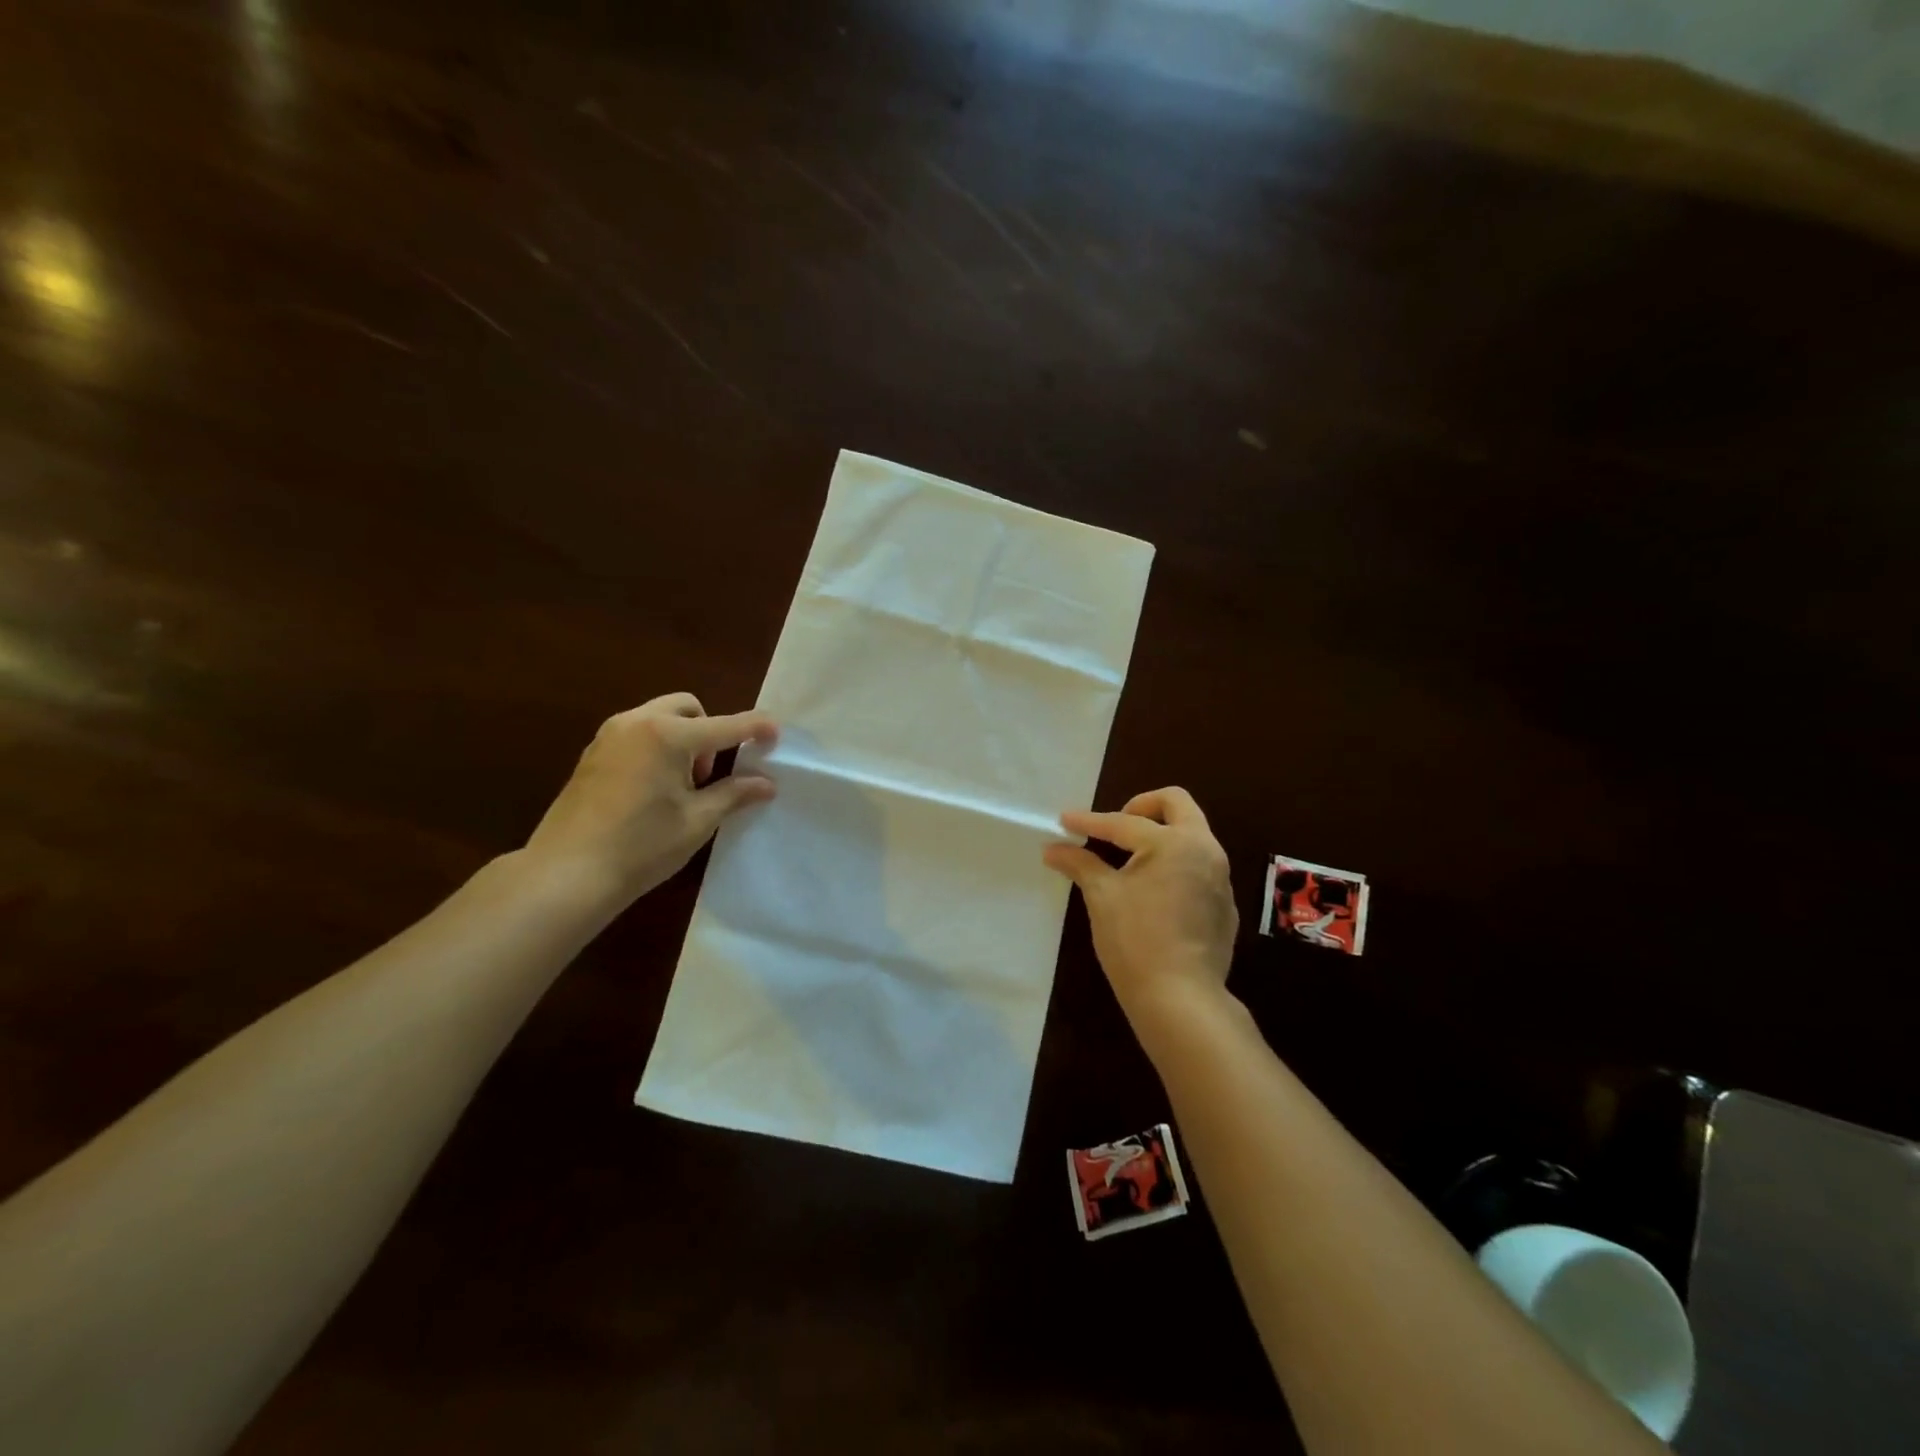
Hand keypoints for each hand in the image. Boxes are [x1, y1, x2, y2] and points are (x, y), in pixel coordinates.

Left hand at [524, 693, 777, 905]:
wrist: (566, 873)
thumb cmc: (641, 846)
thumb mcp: (697, 821)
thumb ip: (734, 794)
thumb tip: (767, 784)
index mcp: (668, 735)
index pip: (726, 725)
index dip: (756, 727)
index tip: (777, 734)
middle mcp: (638, 723)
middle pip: (688, 708)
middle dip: (709, 731)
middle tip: (707, 774)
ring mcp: (610, 736)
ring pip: (659, 718)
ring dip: (682, 738)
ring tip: (680, 785)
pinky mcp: (593, 753)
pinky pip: (637, 733)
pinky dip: (657, 747)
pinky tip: (653, 789)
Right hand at [1044, 787, 1237, 1028]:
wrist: (1181, 1000)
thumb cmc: (1135, 941)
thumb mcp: (1102, 897)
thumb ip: (1080, 864)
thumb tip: (1053, 849)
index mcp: (1175, 842)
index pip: (1124, 823)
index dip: (1090, 822)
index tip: (1064, 820)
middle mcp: (1206, 850)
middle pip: (1177, 805)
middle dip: (1142, 806)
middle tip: (1115, 827)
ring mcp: (1221, 878)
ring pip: (1192, 836)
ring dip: (1160, 836)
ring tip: (1129, 859)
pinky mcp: (1225, 906)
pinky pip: (1198, 868)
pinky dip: (1174, 866)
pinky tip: (1153, 893)